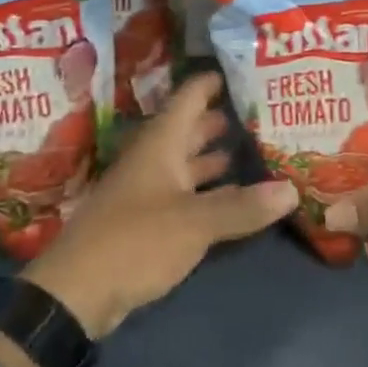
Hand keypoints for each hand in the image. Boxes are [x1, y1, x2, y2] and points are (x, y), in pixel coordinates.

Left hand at [23, 72, 296, 339]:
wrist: (75, 295)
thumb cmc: (135, 241)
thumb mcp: (195, 222)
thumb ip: (243, 206)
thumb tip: (292, 189)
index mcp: (160, 144)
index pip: (189, 97)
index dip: (213, 81)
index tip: (244, 71)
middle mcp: (153, 160)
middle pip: (188, 130)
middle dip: (220, 121)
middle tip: (259, 112)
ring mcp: (146, 191)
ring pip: (184, 163)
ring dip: (212, 157)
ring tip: (249, 149)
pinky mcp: (145, 222)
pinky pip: (182, 194)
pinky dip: (206, 190)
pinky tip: (230, 195)